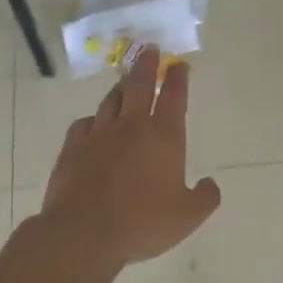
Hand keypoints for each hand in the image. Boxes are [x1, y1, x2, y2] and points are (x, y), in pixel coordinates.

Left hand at [39, 47, 222, 266]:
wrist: (83, 233)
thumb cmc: (142, 222)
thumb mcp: (188, 216)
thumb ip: (206, 197)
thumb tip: (210, 183)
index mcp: (163, 136)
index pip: (173, 97)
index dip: (178, 78)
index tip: (179, 64)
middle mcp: (131, 126)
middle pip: (138, 85)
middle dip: (146, 66)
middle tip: (148, 50)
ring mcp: (98, 135)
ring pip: (111, 101)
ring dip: (120, 87)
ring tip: (125, 80)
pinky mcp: (72, 148)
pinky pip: (84, 124)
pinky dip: (93, 119)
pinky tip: (93, 123)